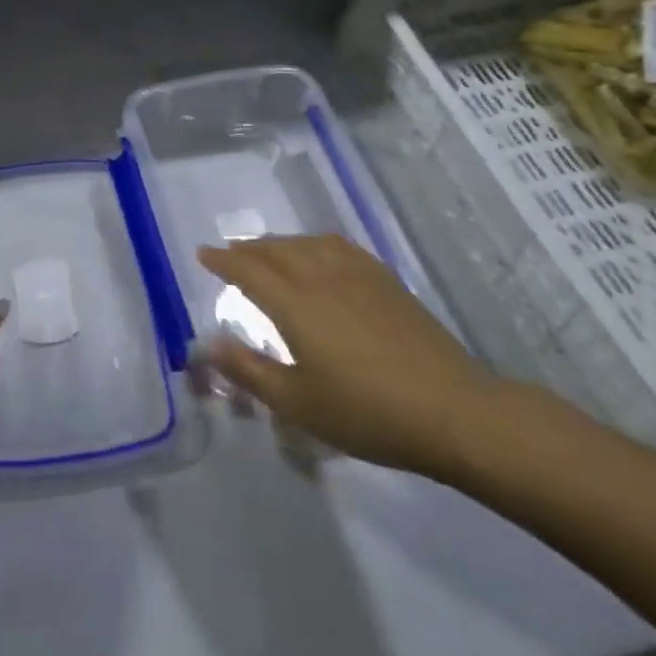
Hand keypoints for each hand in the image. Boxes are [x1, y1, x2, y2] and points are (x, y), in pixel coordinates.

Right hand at [195, 235, 502, 479]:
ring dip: (279, 243)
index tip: (203, 254)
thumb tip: (206, 343)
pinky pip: (338, 246)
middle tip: (231, 254)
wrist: (452, 410)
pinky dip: (314, 244)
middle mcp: (320, 276)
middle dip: (248, 249)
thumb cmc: (366, 412)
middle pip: (275, 249)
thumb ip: (248, 370)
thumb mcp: (297, 403)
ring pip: (306, 243)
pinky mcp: (385, 280)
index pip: (247, 270)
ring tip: (269, 252)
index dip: (222, 261)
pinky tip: (319, 254)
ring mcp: (356, 274)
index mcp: (294, 303)